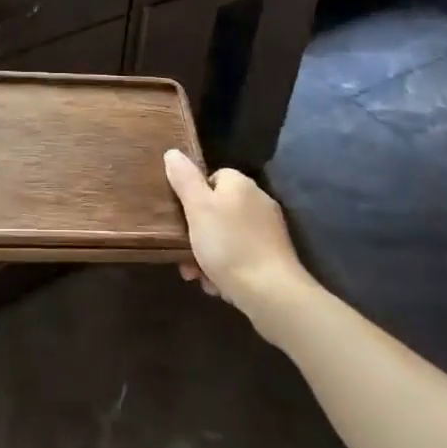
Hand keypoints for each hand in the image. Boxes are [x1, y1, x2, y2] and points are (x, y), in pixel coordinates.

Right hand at [164, 150, 315, 330]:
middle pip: (217, 210)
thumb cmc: (229, 245)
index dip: (193, 196)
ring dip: (208, 255)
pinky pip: (241, 257)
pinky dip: (227, 269)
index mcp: (240, 184)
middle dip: (197, 233)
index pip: (211, 177)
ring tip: (198, 277)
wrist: (272, 295)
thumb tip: (173, 153)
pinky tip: (218, 286)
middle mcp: (257, 201)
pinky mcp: (273, 258)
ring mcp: (268, 231)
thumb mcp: (197, 208)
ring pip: (226, 237)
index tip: (181, 218)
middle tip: (184, 255)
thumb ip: (184, 178)